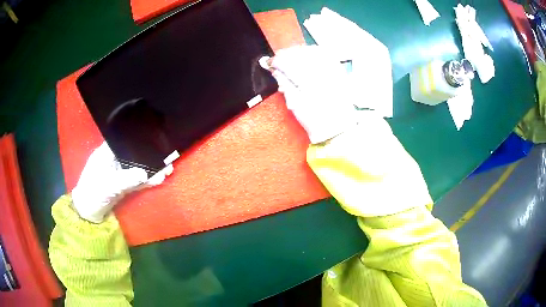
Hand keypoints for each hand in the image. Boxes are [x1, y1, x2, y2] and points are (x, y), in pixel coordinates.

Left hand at [71, 142, 172, 222]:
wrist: (88, 214)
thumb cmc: (92, 195)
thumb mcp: (108, 187)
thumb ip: (126, 179)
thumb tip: (145, 173)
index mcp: (105, 154)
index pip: (122, 140)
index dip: (136, 138)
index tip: (152, 136)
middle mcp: (112, 160)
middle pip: (132, 154)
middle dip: (148, 155)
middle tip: (165, 156)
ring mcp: (118, 173)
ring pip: (136, 168)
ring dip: (150, 169)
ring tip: (167, 169)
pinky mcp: (122, 185)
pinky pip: (136, 180)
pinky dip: (147, 180)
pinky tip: (158, 179)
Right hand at [265, 45, 358, 143]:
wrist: (338, 127)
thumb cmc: (314, 119)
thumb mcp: (295, 104)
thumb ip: (285, 83)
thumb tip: (275, 70)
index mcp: (308, 80)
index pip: (288, 62)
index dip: (276, 61)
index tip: (268, 63)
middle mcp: (321, 70)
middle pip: (300, 53)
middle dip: (286, 54)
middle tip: (277, 60)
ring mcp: (332, 69)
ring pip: (312, 50)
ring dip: (299, 51)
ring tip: (291, 57)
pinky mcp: (339, 71)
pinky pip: (326, 54)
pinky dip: (314, 52)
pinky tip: (307, 56)